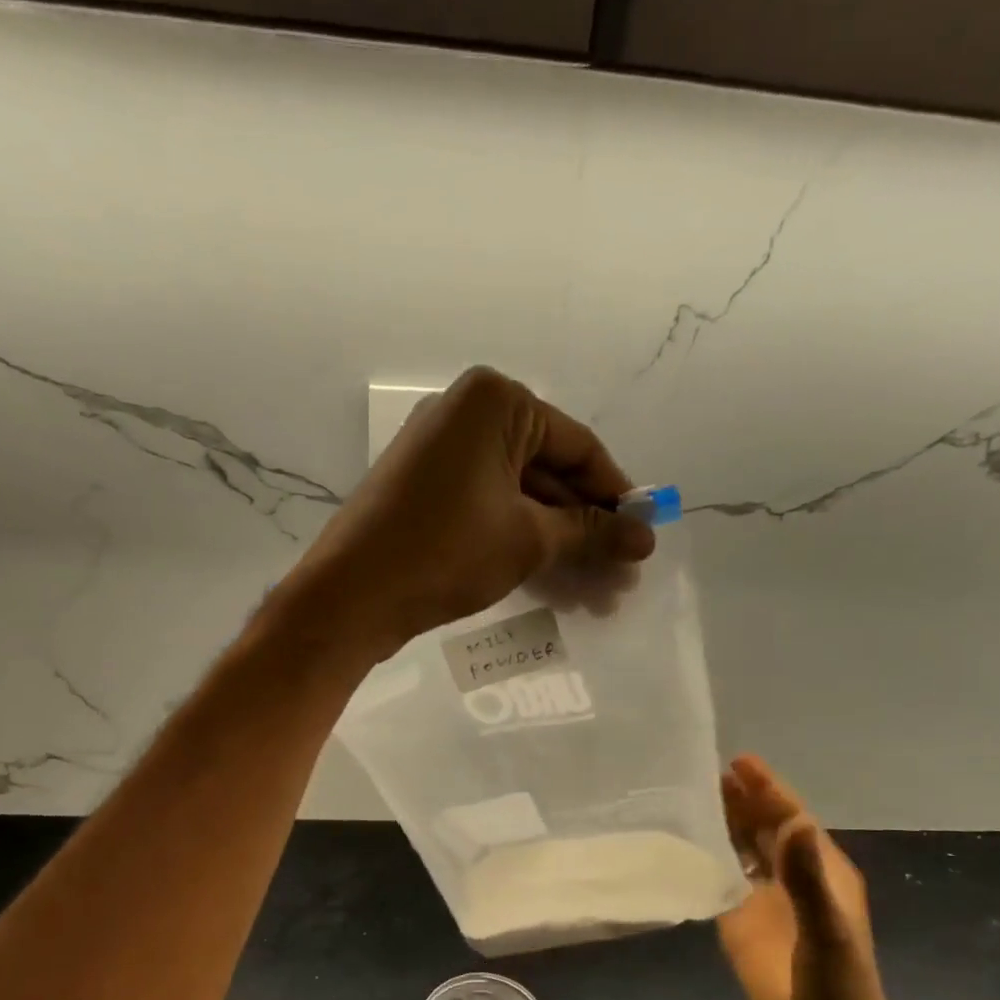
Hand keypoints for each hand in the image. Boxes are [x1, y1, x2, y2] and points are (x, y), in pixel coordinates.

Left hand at [284, 367, 654, 654]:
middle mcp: (468, 415)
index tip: (643, 535)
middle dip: (588, 530)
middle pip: (550, 474)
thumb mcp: (529, 539)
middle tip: (621, 576)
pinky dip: (524, 543)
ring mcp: (443, 454)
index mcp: (495, 403)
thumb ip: (591, 532)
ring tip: (597, 596)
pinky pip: (491, 509)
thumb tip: (646, 536)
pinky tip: (557, 586)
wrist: (352, 595)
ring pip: (522, 498)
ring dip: (561, 546)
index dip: (616, 495)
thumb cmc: (446, 552)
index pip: (578, 447)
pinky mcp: (428, 492)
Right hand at [716, 754, 894, 999]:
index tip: (739, 761)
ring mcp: (764, 900)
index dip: (769, 790)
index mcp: (822, 873)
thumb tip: (796, 823)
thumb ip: (810, 880)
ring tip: (693, 793)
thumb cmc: (839, 989)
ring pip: (742, 849)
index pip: (792, 819)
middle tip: (707, 769)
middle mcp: (792, 878)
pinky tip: (684, 841)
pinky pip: (721, 878)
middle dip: (743, 798)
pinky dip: (707, 856)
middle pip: (766, 827)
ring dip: (724, 821)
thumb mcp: (830, 932)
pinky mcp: (738, 922)